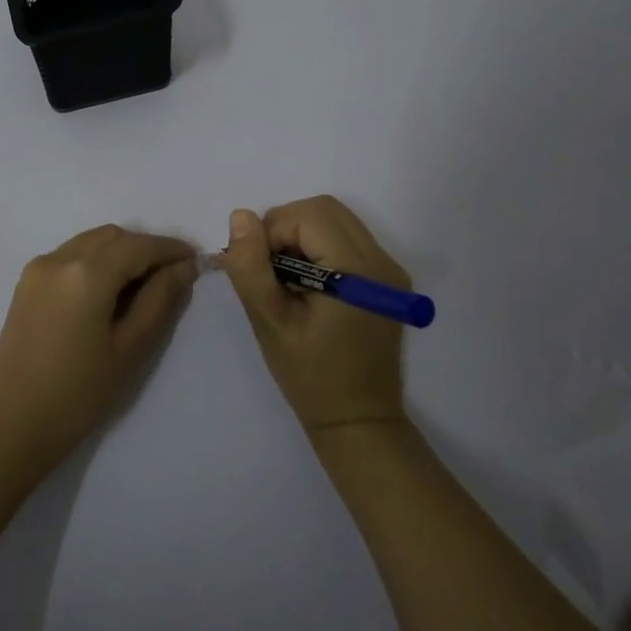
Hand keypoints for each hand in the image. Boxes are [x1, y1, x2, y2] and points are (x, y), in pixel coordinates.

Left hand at [0, 225, 198, 477]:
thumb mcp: (128, 349)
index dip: (170, 249)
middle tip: (173, 276)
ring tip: (144, 284)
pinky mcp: (27, 284)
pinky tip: (109, 291)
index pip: (138, 246)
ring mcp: (38, 269)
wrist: (9, 427)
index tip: (195, 260)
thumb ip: (159, 300)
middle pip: (113, 237)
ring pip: (90, 242)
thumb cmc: (77, 395)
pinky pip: (70, 255)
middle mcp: (59, 258)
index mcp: (86, 273)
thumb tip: (184, 268)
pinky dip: (96, 261)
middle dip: (145, 248)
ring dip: (121, 252)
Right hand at [221, 196, 410, 436]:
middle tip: (271, 271)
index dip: (274, 232)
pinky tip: (308, 286)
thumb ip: (251, 267)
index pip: (309, 215)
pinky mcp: (387, 281)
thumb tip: (241, 216)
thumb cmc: (310, 377)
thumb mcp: (269, 322)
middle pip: (326, 209)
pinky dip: (319, 248)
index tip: (261, 271)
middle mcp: (382, 262)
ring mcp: (389, 270)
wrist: (358, 421)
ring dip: (302, 236)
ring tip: (287, 280)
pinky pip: (348, 240)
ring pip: (336, 221)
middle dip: (287, 227)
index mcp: (357, 272)